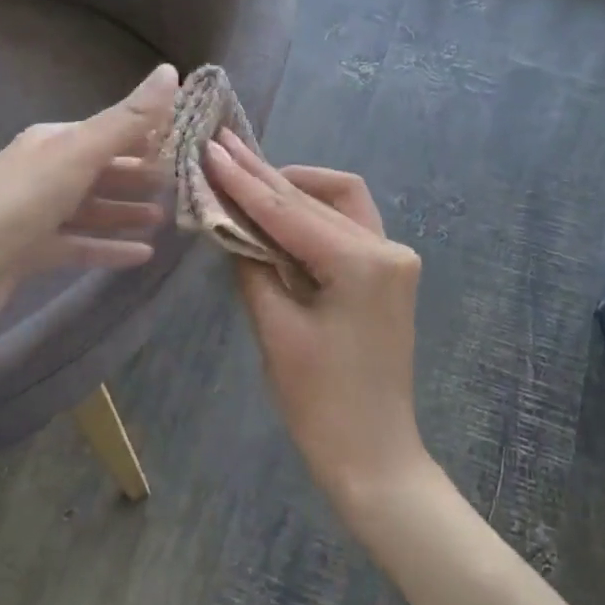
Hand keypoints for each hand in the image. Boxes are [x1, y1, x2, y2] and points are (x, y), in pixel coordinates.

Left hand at [0, 64, 176, 333]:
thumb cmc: (20, 201)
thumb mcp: (79, 153)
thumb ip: (127, 119)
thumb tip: (170, 70)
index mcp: (54, 141)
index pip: (110, 131)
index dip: (148, 135)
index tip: (188, 143)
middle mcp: (46, 171)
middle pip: (103, 170)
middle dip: (141, 176)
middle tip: (183, 185)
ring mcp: (38, 214)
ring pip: (93, 208)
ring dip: (128, 211)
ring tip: (165, 219)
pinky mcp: (33, 252)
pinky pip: (81, 244)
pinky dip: (110, 246)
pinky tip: (143, 255)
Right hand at [203, 129, 431, 517]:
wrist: (373, 456)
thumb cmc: (320, 403)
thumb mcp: (276, 330)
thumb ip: (252, 266)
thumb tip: (230, 224)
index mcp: (362, 262)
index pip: (289, 210)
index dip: (244, 180)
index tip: (210, 148)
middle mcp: (387, 248)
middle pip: (315, 198)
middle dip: (266, 176)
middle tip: (223, 149)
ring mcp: (393, 259)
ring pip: (337, 202)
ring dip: (292, 190)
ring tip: (246, 178)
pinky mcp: (387, 273)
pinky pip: (345, 227)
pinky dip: (311, 216)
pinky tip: (277, 212)